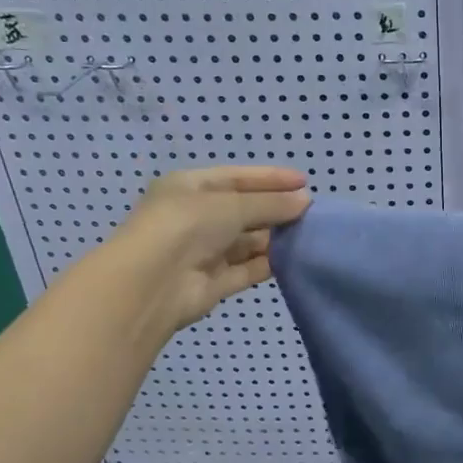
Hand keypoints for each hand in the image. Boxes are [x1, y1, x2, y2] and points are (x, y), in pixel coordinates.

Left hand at [105, 165, 311, 335]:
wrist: (151, 284)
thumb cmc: (186, 227)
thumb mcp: (232, 204)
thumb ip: (271, 203)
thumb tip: (305, 200)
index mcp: (190, 187)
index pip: (236, 177)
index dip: (270, 178)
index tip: (304, 181)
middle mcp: (195, 217)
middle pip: (244, 210)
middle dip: (276, 209)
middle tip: (312, 212)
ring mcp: (204, 252)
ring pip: (247, 241)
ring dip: (275, 238)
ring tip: (309, 235)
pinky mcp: (214, 282)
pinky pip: (247, 269)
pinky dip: (268, 264)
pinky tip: (294, 259)